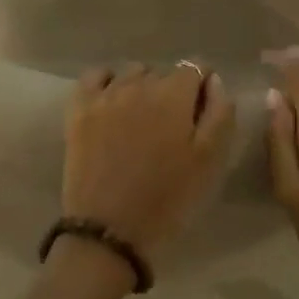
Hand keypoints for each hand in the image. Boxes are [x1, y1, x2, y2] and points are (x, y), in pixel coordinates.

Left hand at [63, 63, 234, 259]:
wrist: (109, 231)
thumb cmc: (167, 198)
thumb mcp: (210, 160)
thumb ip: (220, 112)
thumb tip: (213, 80)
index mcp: (174, 94)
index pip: (196, 68)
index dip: (202, 89)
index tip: (199, 116)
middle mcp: (139, 83)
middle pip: (164, 73)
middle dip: (173, 92)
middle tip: (172, 129)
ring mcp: (105, 94)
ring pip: (133, 73)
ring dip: (142, 88)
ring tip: (142, 121)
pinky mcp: (79, 109)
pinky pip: (95, 76)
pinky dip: (107, 81)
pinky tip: (112, 103)